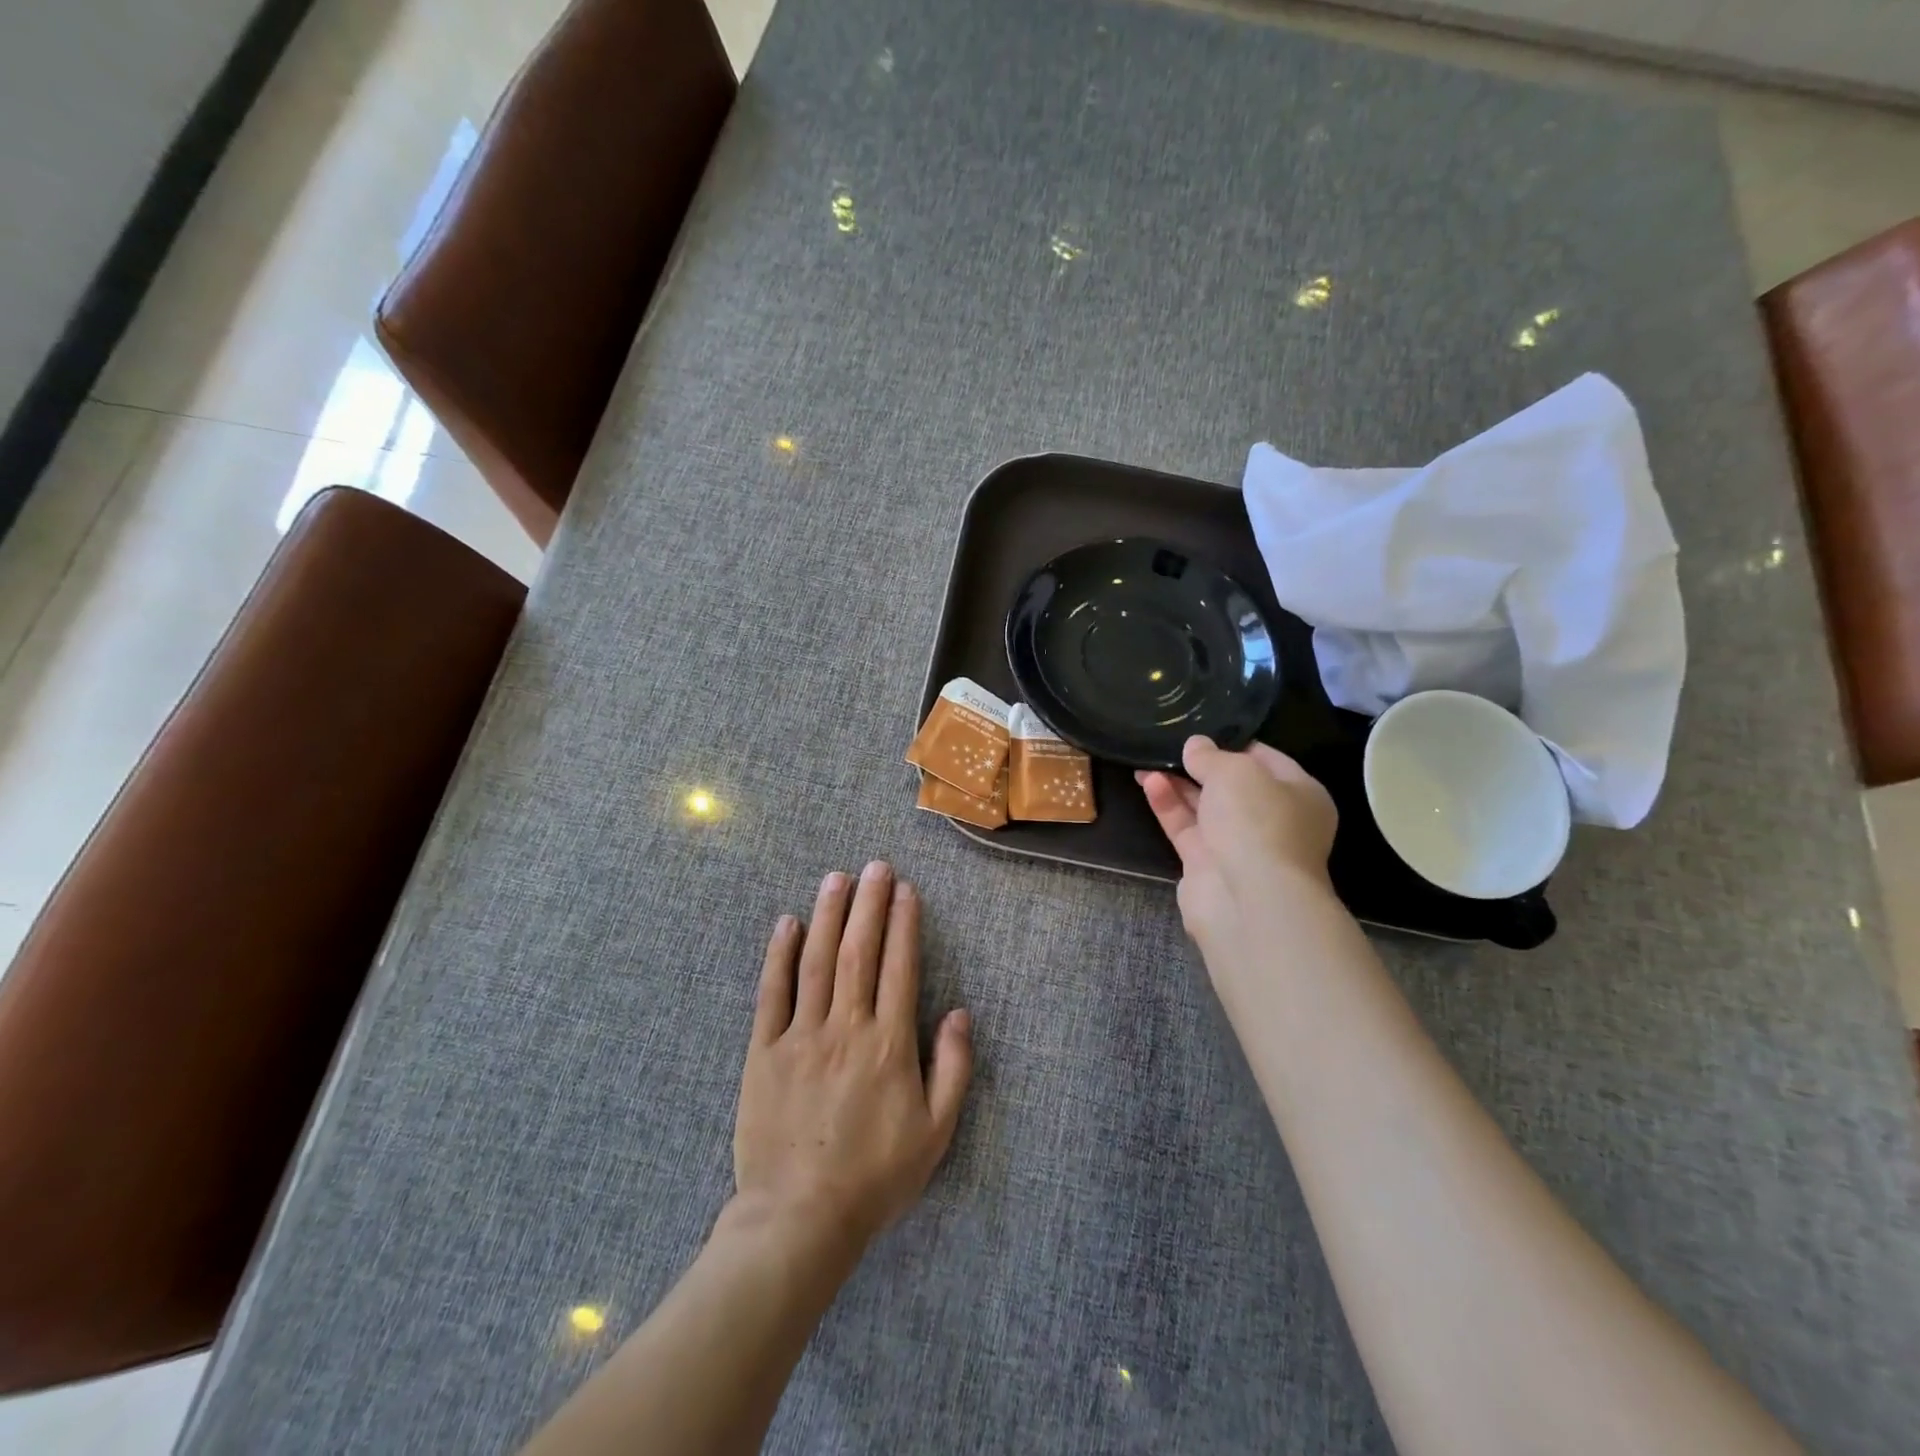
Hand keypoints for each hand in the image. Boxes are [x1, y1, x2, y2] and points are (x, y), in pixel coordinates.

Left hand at [733, 862, 972, 1256]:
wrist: (799, 1219)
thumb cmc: (875, 1177)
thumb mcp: (935, 1133)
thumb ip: (953, 1069)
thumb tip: (960, 1014)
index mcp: (889, 1044)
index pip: (899, 967)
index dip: (903, 924)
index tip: (905, 890)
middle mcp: (846, 1027)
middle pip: (859, 951)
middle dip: (868, 904)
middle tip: (875, 866)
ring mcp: (801, 1036)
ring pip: (817, 961)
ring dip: (828, 915)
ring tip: (836, 878)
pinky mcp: (764, 1051)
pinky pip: (772, 993)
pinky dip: (779, 955)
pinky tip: (786, 923)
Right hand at [1137, 736, 1339, 960]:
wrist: (1249, 899)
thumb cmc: (1257, 822)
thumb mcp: (1235, 771)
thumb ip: (1211, 755)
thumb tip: (1195, 745)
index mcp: (1300, 794)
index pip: (1265, 759)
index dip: (1232, 743)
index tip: (1201, 730)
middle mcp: (1273, 820)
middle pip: (1232, 785)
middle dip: (1200, 765)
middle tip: (1169, 744)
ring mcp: (1240, 845)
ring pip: (1205, 807)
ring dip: (1178, 783)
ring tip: (1147, 759)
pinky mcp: (1207, 865)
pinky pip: (1186, 828)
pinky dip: (1168, 805)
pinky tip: (1148, 782)